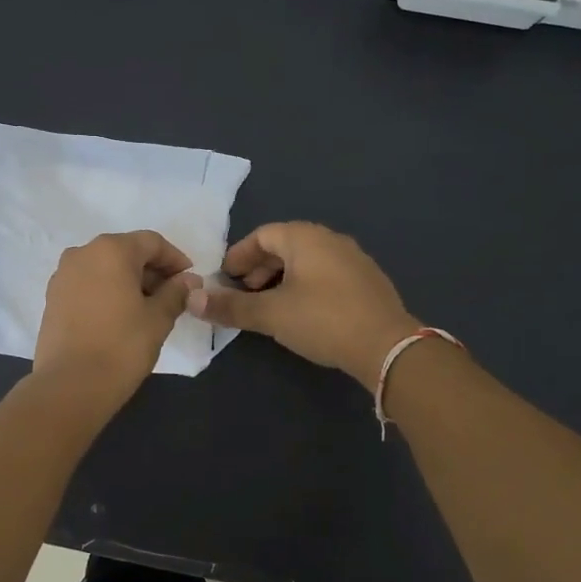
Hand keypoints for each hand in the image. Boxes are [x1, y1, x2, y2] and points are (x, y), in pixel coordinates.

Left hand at [32, 231, 200, 397]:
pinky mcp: (52, 298)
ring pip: (104, 268)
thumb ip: (176, 293)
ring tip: (146, 309)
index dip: (175, 259)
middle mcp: (83, 253)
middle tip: (171, 297)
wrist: (70, 385)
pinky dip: (107, 291)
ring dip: (128, 281)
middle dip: (151, 270)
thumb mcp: (158, 318)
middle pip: (126, 251)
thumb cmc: (122, 346)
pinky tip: (119, 316)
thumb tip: (189, 281)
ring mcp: (62, 275)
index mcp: (111, 250)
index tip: (189, 282)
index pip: (152, 242)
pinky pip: (87, 284)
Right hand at [185, 222, 420, 384]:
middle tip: (244, 293)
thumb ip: (231, 307)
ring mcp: (353, 259)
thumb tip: (192, 300)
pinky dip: (305, 286)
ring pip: (307, 261)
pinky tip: (302, 312)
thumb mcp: (271, 314)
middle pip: (285, 246)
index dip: (239, 256)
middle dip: (259, 268)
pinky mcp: (367, 281)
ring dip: (282, 278)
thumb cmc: (323, 320)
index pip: (262, 235)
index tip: (225, 278)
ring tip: (270, 305)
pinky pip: (326, 274)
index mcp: (305, 238)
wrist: (387, 346)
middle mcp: (330, 239)